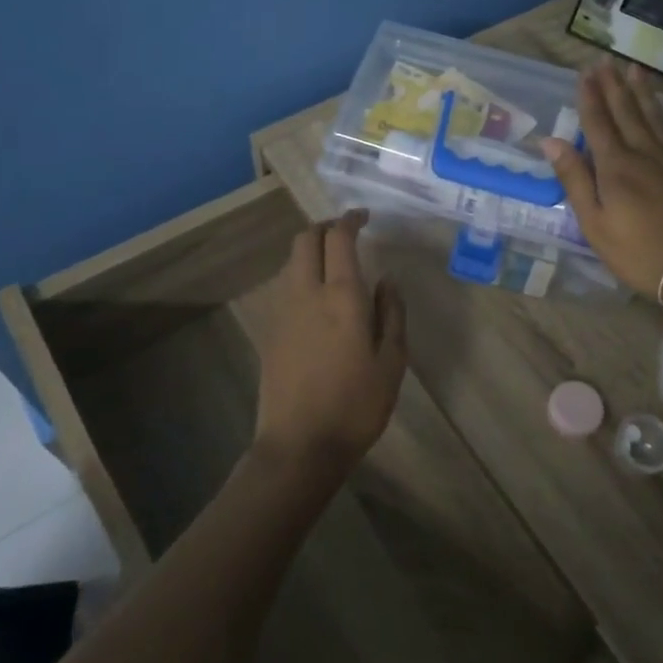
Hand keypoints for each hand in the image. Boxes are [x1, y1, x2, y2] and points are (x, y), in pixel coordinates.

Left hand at [251, 211, 406, 477]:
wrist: (299, 445)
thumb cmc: (356, 405)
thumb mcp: (392, 362)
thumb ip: (392, 314)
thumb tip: (387, 281)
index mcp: (341, 297)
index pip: (339, 239)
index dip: (350, 220)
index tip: (363, 216)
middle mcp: (306, 294)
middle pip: (305, 240)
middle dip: (324, 227)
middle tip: (346, 233)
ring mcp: (282, 312)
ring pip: (291, 262)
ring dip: (311, 251)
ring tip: (335, 265)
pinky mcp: (270, 331)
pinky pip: (286, 287)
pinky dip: (302, 276)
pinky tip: (319, 299)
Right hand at [540, 62, 662, 308]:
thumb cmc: (639, 252)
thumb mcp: (595, 224)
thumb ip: (575, 179)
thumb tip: (551, 141)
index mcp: (615, 167)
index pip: (598, 123)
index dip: (590, 98)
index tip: (584, 73)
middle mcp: (645, 153)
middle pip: (627, 113)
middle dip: (614, 86)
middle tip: (606, 60)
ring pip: (656, 117)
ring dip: (644, 92)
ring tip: (636, 68)